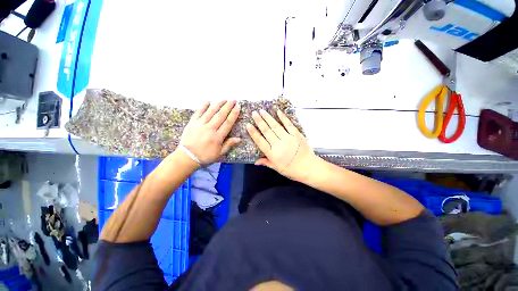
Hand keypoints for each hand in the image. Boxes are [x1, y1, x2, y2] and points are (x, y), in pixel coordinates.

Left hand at [180, 100, 240, 163]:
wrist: (187, 157)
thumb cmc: (205, 156)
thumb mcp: (219, 153)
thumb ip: (229, 144)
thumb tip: (239, 139)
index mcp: (218, 137)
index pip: (228, 123)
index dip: (233, 114)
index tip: (238, 107)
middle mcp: (210, 128)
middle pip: (220, 115)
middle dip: (228, 107)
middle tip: (233, 100)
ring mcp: (200, 124)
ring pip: (210, 112)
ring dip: (218, 104)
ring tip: (224, 99)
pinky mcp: (192, 123)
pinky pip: (198, 112)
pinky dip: (203, 106)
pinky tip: (208, 101)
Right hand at [246, 109, 316, 181]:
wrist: (309, 168)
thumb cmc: (292, 170)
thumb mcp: (277, 168)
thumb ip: (266, 162)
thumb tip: (255, 161)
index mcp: (273, 154)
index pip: (260, 142)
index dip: (253, 133)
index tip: (248, 125)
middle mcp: (279, 145)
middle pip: (267, 131)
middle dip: (259, 121)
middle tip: (254, 113)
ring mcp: (288, 138)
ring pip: (276, 126)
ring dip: (268, 118)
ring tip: (262, 111)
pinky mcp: (296, 135)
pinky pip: (289, 124)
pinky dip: (283, 118)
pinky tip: (278, 112)